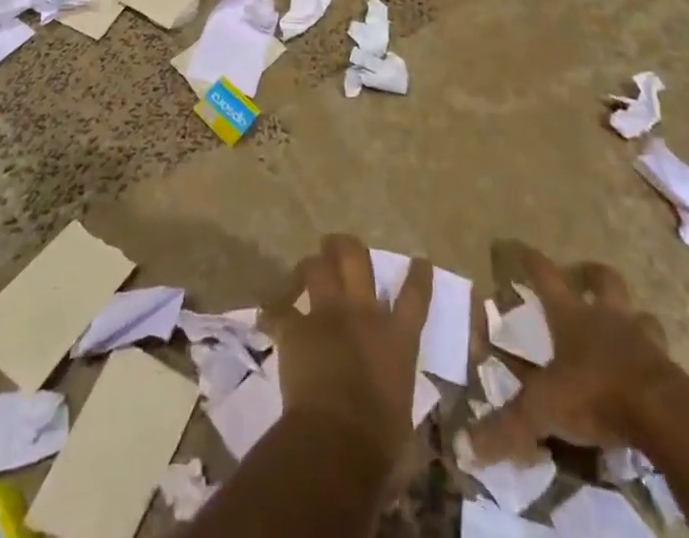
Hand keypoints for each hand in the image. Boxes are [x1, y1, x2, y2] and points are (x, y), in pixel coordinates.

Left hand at [261, 234, 431, 478]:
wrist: (337, 443)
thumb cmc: (380, 442)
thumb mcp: (402, 412)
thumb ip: (396, 390)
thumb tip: (393, 402)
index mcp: (397, 338)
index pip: (414, 296)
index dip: (418, 275)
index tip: (419, 262)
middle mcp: (363, 314)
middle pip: (356, 258)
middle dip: (346, 246)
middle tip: (339, 245)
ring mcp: (327, 315)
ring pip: (317, 268)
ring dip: (311, 265)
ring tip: (306, 269)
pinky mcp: (296, 329)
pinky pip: (280, 310)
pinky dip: (274, 310)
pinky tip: (269, 312)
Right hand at [467, 242, 676, 462]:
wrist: (665, 416)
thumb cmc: (597, 395)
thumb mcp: (544, 411)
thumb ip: (507, 428)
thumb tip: (465, 448)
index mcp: (571, 315)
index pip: (544, 274)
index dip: (527, 258)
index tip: (514, 245)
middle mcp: (607, 317)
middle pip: (602, 279)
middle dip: (589, 274)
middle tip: (581, 277)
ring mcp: (643, 340)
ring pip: (640, 314)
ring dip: (631, 316)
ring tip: (624, 327)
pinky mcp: (670, 370)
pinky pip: (663, 355)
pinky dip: (654, 359)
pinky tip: (648, 374)